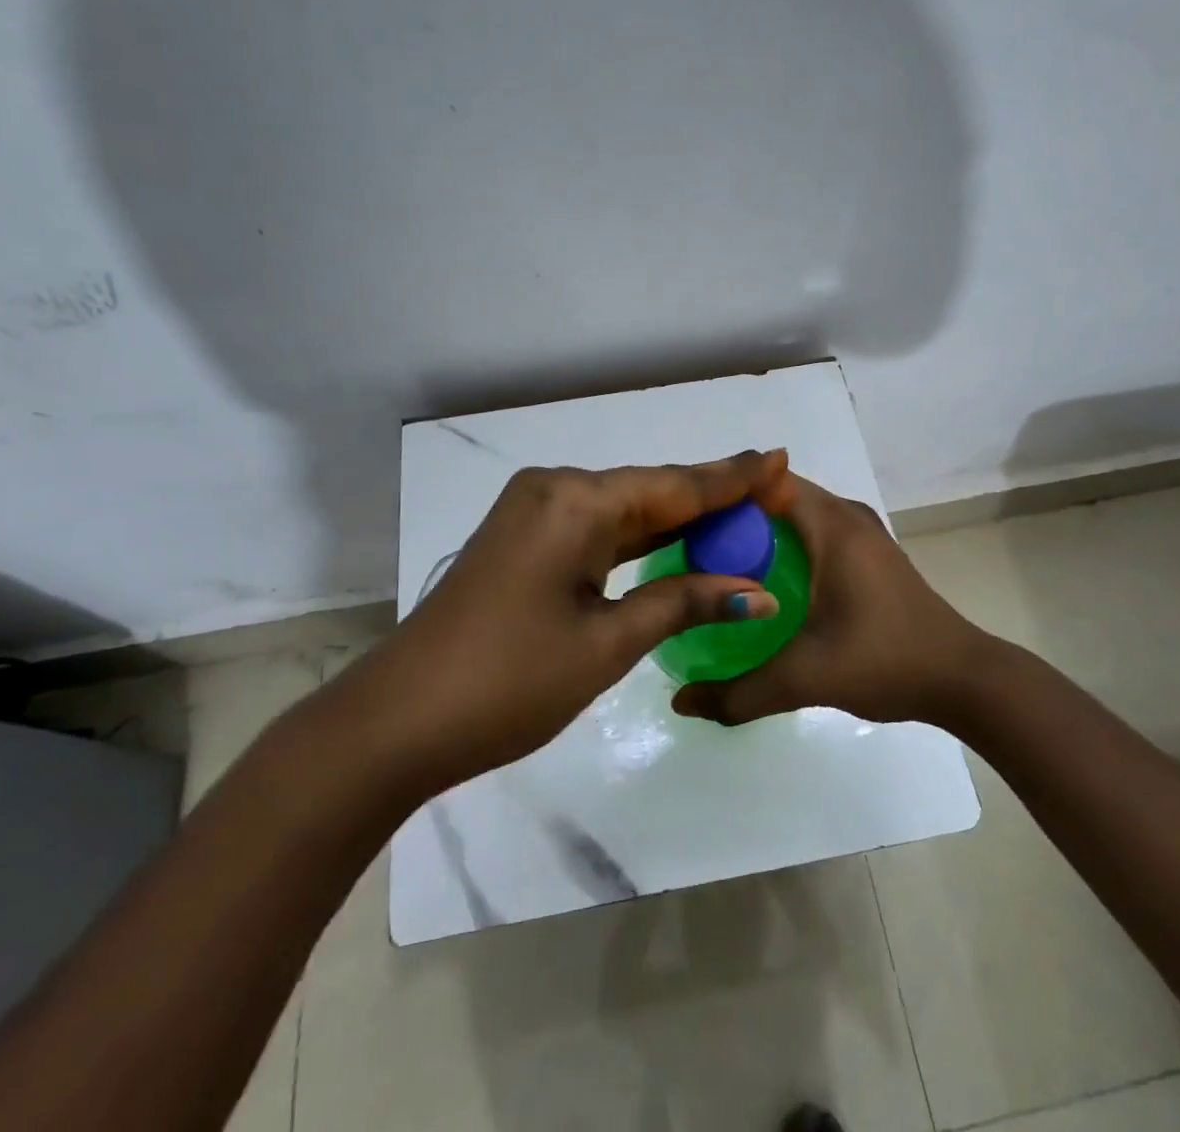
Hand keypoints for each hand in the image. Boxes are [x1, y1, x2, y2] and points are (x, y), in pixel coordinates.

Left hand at [349, 449, 797, 795]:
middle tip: (769, 486)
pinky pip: (597, 529)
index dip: (730, 478)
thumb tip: (757, 592)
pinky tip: (677, 540)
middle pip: (649, 491)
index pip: (673, 485)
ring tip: (739, 511)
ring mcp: (535, 513)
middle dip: (710, 496)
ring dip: (676, 519)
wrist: (400, 721)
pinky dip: (639, 539)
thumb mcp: (608, 641)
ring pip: (624, 510)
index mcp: (575, 500)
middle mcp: (555, 490)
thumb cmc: (511, 680)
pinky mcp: (525, 540)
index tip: (778, 458)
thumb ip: (683, 602)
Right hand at [671, 474, 993, 729]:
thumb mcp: (806, 677)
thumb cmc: (885, 660)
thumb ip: (740, 693)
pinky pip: (814, 534)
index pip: (765, 482)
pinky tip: (763, 585)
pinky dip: (785, 547)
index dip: (722, 497)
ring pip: (797, 516)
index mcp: (832, 524)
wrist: (964, 679)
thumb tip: (680, 703)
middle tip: (690, 550)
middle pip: (777, 497)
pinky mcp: (870, 556)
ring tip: (716, 565)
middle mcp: (847, 516)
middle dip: (734, 518)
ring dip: (760, 533)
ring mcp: (862, 534)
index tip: (683, 524)